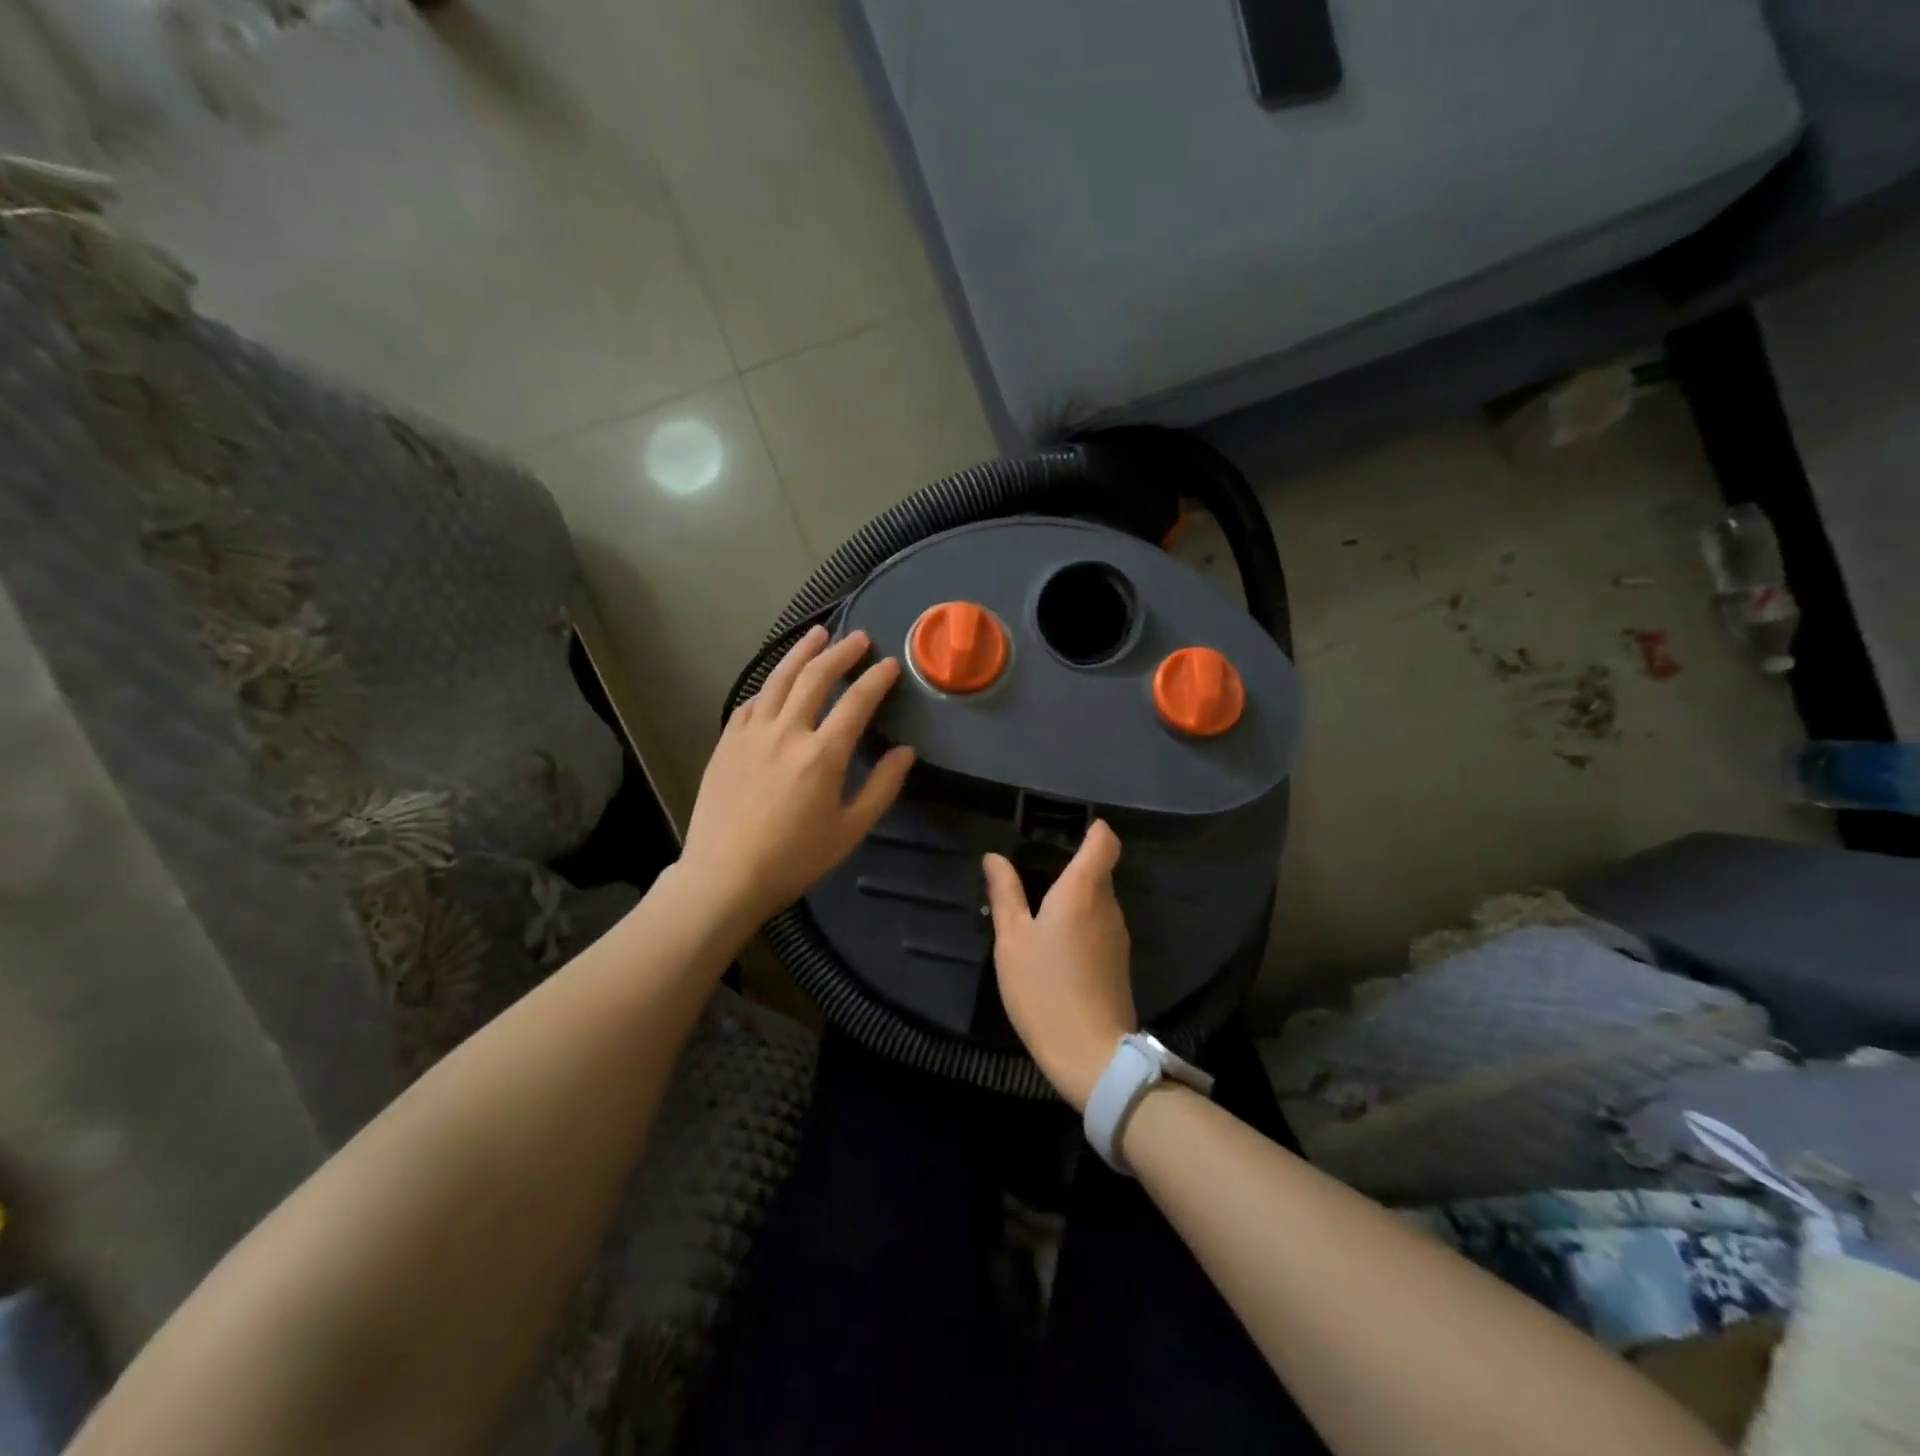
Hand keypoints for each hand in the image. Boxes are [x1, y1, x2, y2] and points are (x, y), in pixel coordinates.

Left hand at [681, 627, 914, 927]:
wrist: (724, 876)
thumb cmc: (794, 858)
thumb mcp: (850, 830)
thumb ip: (882, 787)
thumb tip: (905, 752)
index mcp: (822, 754)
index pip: (856, 702)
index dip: (876, 679)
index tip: (890, 664)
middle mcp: (786, 732)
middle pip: (815, 677)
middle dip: (841, 653)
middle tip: (859, 638)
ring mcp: (751, 733)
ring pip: (779, 679)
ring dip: (801, 653)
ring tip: (818, 634)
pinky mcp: (727, 742)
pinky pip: (751, 701)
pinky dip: (769, 683)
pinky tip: (777, 679)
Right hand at [982, 821, 1135, 1110]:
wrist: (1091, 1054)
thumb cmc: (1044, 989)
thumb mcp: (1012, 940)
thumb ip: (1005, 894)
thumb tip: (995, 857)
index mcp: (1083, 891)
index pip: (1104, 841)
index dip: (1092, 828)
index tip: (1068, 829)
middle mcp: (1108, 905)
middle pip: (1099, 869)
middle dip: (1072, 866)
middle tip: (1035, 874)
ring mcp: (1118, 934)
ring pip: (1099, 899)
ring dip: (1075, 898)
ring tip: (1040, 912)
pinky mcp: (1119, 960)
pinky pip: (1100, 924)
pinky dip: (1081, 922)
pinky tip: (1056, 945)